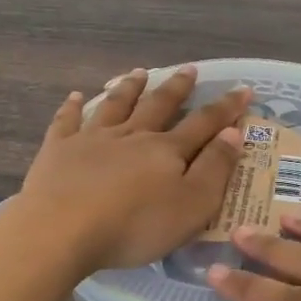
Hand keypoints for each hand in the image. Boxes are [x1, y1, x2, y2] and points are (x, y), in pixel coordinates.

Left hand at [19, 66, 249, 273]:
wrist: (62, 230)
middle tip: (189, 69)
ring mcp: (92, 139)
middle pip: (159, 105)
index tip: (242, 90)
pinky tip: (75, 96)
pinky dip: (72, 107)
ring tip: (139, 73)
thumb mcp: (192, 205)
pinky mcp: (58, 150)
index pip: (204, 123)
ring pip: (116, 105)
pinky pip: (67, 121)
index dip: (226, 108)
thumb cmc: (135, 225)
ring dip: (129, 88)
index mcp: (166, 150)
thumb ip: (215, 168)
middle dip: (177, 88)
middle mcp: (132, 135)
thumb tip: (233, 133)